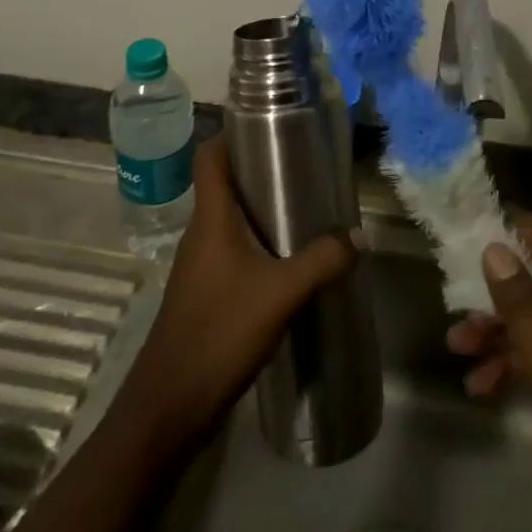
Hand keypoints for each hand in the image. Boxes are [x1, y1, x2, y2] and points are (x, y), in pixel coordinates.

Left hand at [115, 137, 359, 460]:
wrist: (170, 405)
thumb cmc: (220, 333)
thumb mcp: (282, 293)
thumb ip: (323, 260)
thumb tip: (361, 235)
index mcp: (211, 218)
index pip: (210, 157)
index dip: (233, 134)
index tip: (269, 125)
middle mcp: (201, 232)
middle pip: (224, 184)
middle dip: (260, 171)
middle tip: (303, 167)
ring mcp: (199, 264)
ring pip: (230, 219)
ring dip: (260, 210)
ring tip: (303, 209)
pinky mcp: (204, 291)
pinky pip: (232, 249)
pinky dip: (257, 243)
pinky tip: (287, 260)